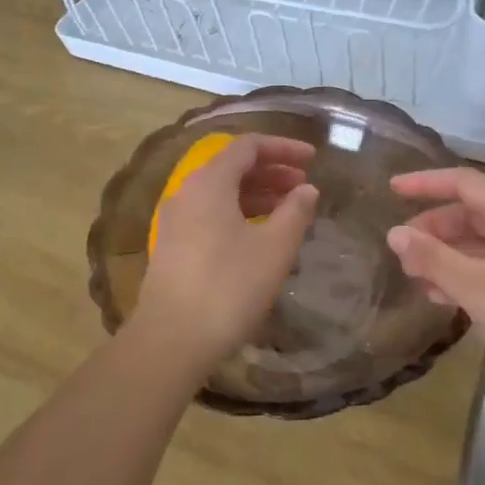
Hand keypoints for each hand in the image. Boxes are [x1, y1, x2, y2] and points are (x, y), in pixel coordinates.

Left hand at [135, 134, 318, 372]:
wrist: (171, 339)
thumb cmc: (228, 287)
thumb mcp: (273, 249)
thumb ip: (295, 212)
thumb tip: (307, 190)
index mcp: (209, 182)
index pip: (248, 146)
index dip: (283, 147)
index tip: (313, 159)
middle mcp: (187, 191)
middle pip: (232, 166)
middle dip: (272, 171)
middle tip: (304, 186)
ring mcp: (176, 219)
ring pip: (221, 192)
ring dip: (257, 194)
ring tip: (289, 210)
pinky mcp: (173, 245)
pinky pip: (210, 213)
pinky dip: (239, 213)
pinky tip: (260, 235)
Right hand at [387, 166, 484, 401]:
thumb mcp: (476, 287)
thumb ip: (432, 257)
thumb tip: (395, 233)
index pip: (463, 182)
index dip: (425, 183)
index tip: (391, 190)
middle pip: (471, 213)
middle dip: (433, 229)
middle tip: (401, 252)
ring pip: (481, 243)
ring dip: (446, 256)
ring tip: (415, 279)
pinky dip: (466, 276)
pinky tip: (444, 299)